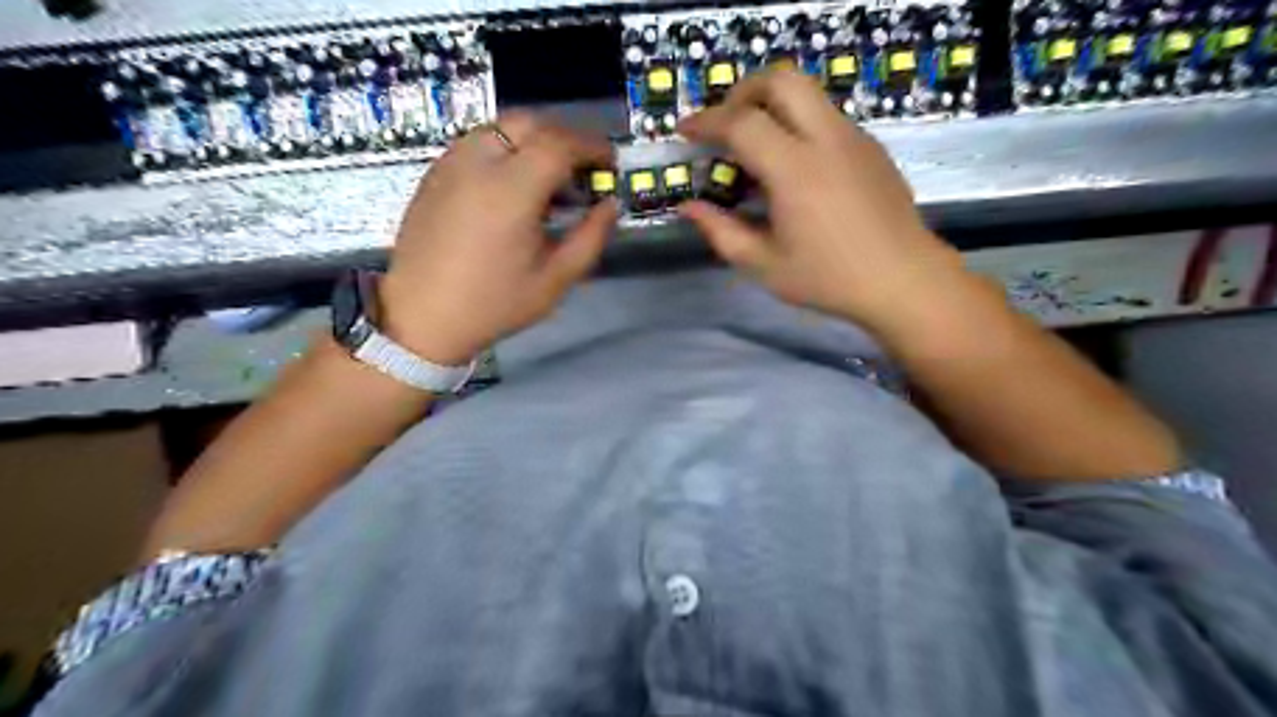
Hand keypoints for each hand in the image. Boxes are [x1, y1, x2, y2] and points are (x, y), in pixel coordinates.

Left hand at [378, 115, 617, 369]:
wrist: (422, 317)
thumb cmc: (493, 304)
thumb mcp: (555, 280)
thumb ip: (591, 238)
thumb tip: (610, 205)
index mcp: (511, 191)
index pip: (560, 144)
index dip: (592, 147)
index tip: (609, 164)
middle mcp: (478, 163)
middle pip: (530, 122)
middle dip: (564, 137)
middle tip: (582, 168)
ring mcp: (451, 164)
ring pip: (501, 126)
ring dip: (534, 139)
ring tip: (549, 177)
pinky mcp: (435, 173)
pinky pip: (478, 142)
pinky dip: (506, 148)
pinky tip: (513, 185)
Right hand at [677, 64, 969, 326]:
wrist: (904, 280)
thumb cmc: (829, 279)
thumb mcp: (764, 265)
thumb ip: (721, 232)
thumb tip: (689, 207)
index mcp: (795, 170)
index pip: (741, 123)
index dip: (705, 122)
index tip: (684, 132)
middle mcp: (826, 139)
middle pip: (780, 80)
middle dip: (743, 92)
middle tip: (724, 124)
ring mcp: (854, 138)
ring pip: (808, 93)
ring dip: (772, 104)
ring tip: (755, 145)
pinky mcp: (871, 147)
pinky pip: (826, 116)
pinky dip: (798, 123)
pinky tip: (794, 166)